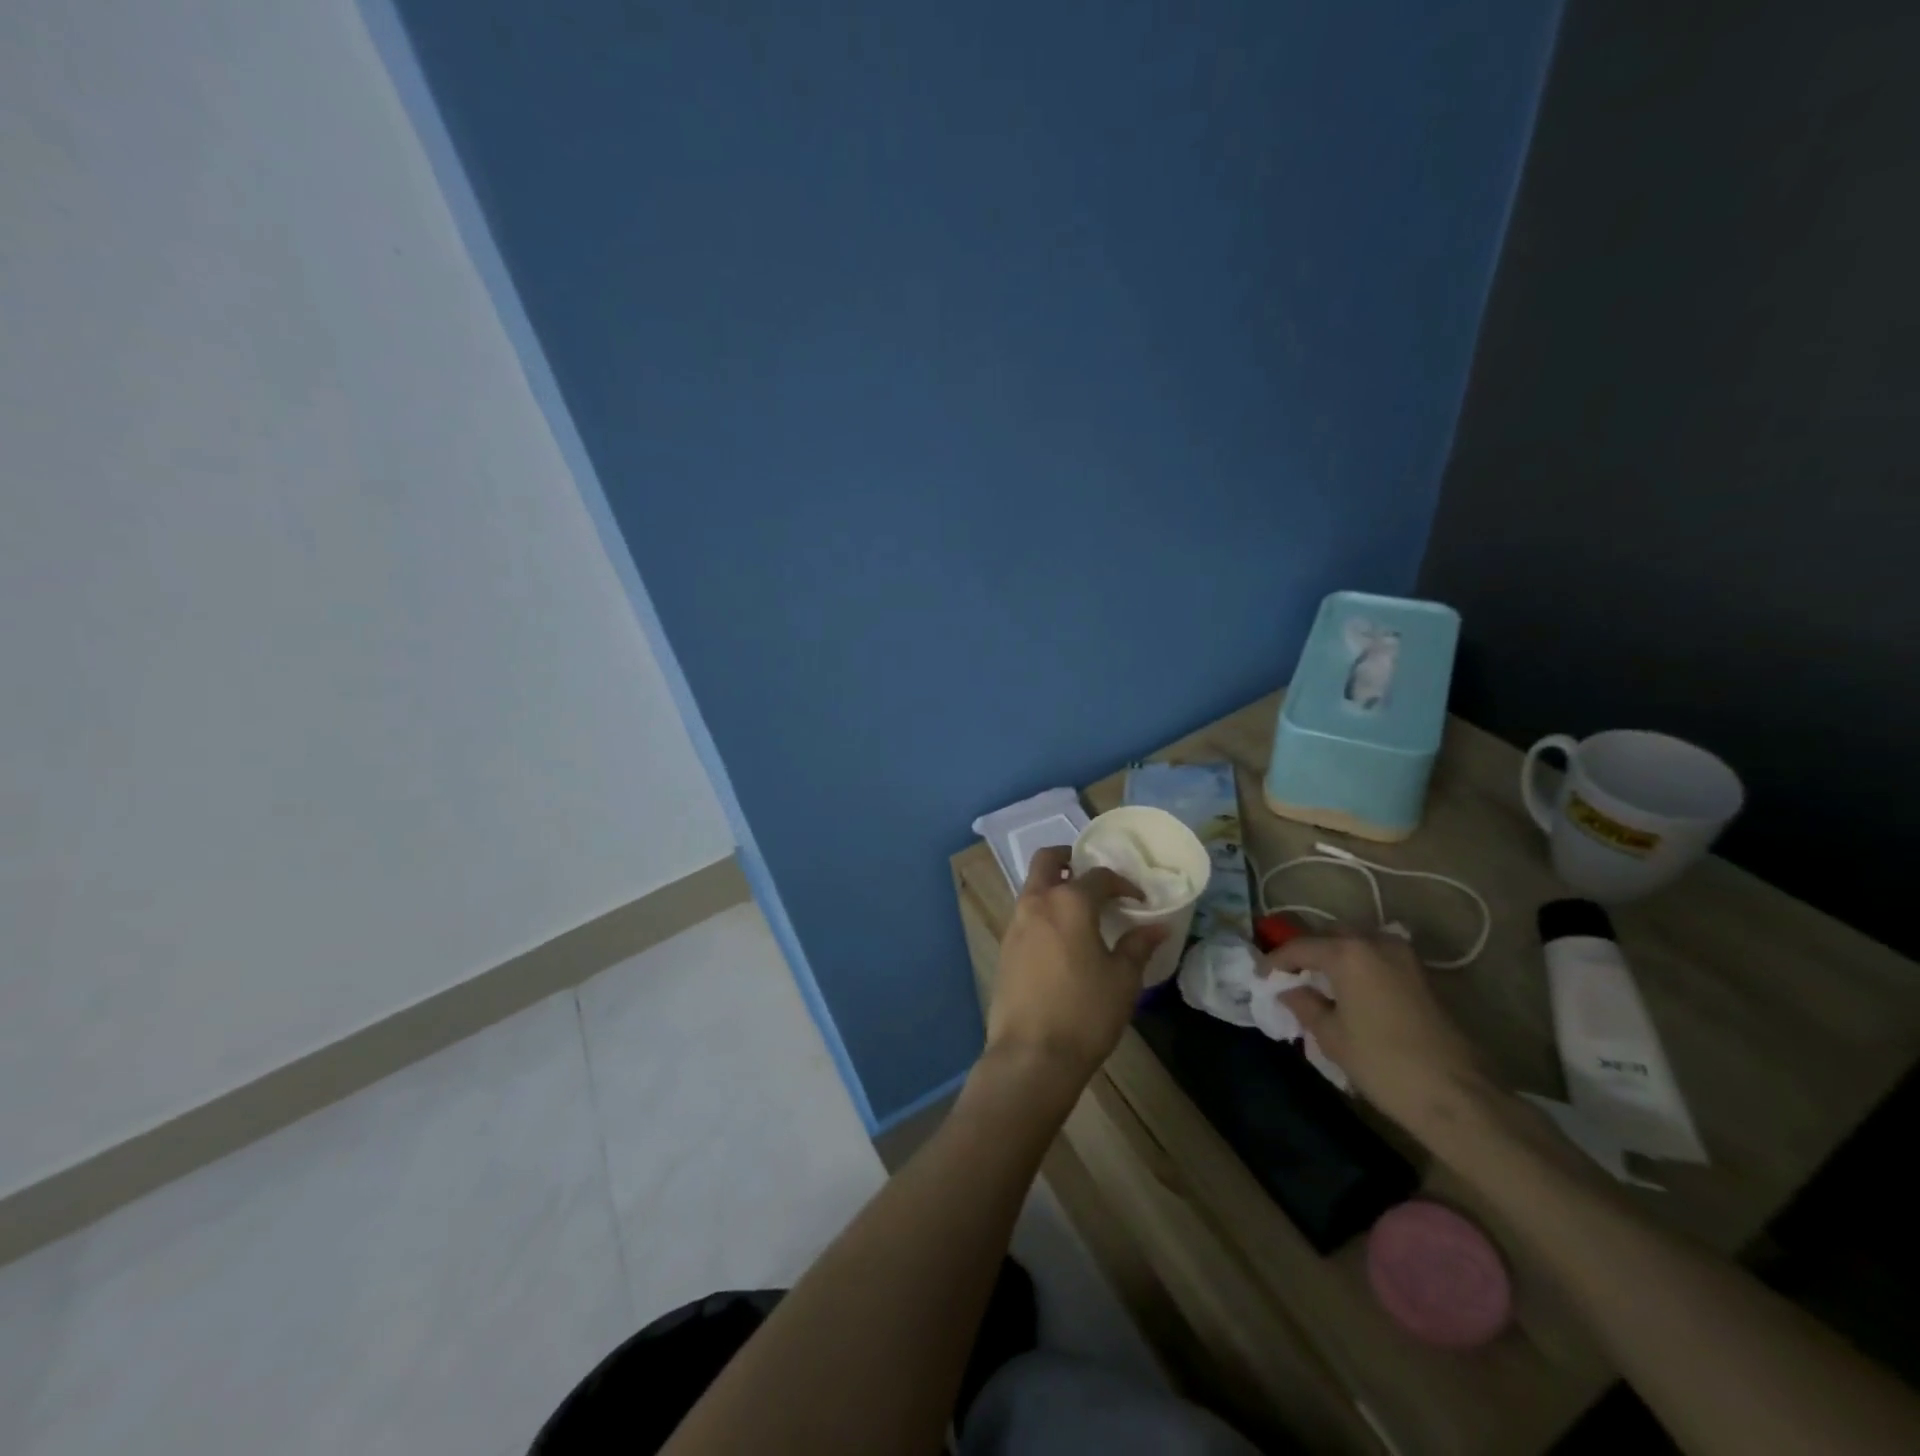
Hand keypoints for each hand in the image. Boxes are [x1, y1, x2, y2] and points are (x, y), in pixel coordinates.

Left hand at [985, 847, 1163, 1086]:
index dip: (1123, 884)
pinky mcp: (1004, 947)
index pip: (1099, 876)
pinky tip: (1062, 938)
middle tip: (1092, 875)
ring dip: (1054, 886)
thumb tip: (1157, 927)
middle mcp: (1037, 902)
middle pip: (1047, 860)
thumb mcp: (1123, 980)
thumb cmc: (1085, 1012)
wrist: (1031, 1054)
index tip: (1139, 900)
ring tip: (1081, 910)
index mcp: (1069, 902)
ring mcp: (1015, 924)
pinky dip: (1043, 912)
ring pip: (1033, 887)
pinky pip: (1025, 914)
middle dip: (1069, 859)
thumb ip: (1138, 946)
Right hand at [1267, 932, 1494, 1145]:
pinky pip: (1377, 956)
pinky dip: (1357, 964)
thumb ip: (1304, 1003)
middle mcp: (1375, 941)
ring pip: (1356, 942)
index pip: (1299, 947)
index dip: (1275, 961)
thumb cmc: (1383, 1063)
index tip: (1261, 977)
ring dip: (1334, 954)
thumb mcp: (1331, 1035)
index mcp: (1347, 952)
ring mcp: (1403, 955)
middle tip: (1289, 975)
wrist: (1457, 1095)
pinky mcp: (1420, 973)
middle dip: (1306, 951)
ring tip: (1318, 981)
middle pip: (1329, 934)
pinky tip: (1349, 989)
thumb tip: (1288, 989)